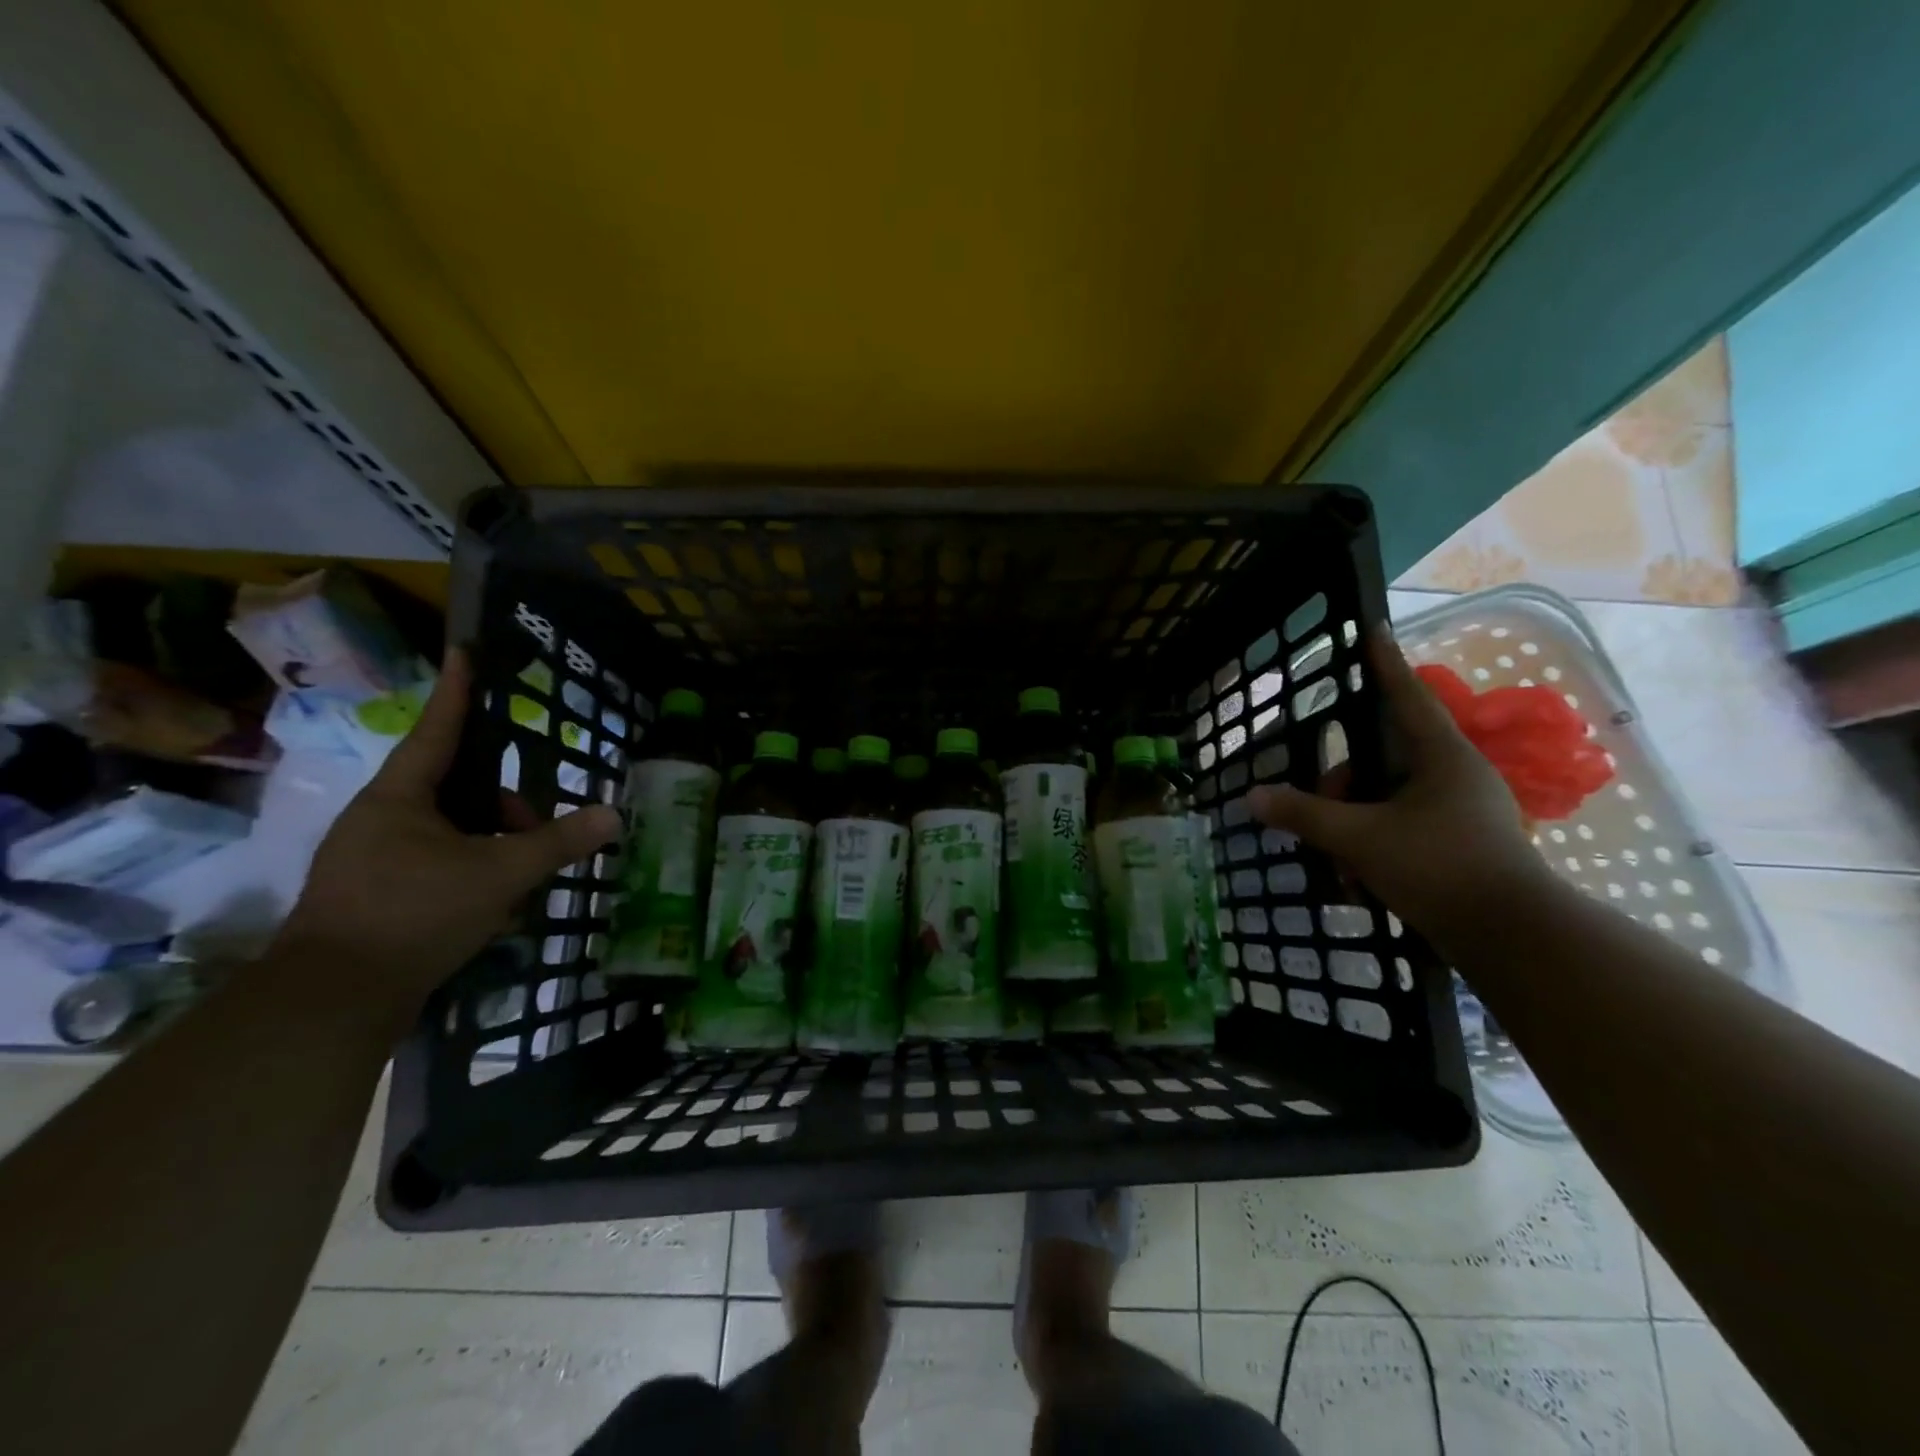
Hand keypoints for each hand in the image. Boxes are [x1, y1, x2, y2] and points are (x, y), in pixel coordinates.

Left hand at [273, 648, 621, 1027]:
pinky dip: (470, 867)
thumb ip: (557, 843)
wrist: (332, 1000)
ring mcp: (371, 856)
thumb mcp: (500, 874)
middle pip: (453, 785)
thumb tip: (613, 815)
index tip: (468, 652)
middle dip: (502, 802)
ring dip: (490, 841)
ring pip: (447, 827)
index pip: (439, 730)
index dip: (460, 692)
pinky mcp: (373, 893)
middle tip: (536, 827)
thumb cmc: (415, 914)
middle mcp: (380, 817)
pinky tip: (494, 901)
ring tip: (520, 875)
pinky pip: (435, 859)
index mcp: (401, 797)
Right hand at [1246, 628, 1553, 941]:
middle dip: (1343, 783)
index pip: (1406, 696)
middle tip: (1317, 807)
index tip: (1372, 631)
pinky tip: (1356, 880)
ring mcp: (1462, 811)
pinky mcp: (1462, 844)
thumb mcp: (1360, 839)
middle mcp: (1455, 774)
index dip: (1384, 664)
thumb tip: (1252, 796)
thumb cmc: (1439, 868)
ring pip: (1389, 798)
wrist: (1513, 938)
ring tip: (1336, 860)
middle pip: (1383, 757)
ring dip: (1355, 822)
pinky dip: (1374, 844)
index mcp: (1441, 756)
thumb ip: (1304, 815)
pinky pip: (1403, 827)